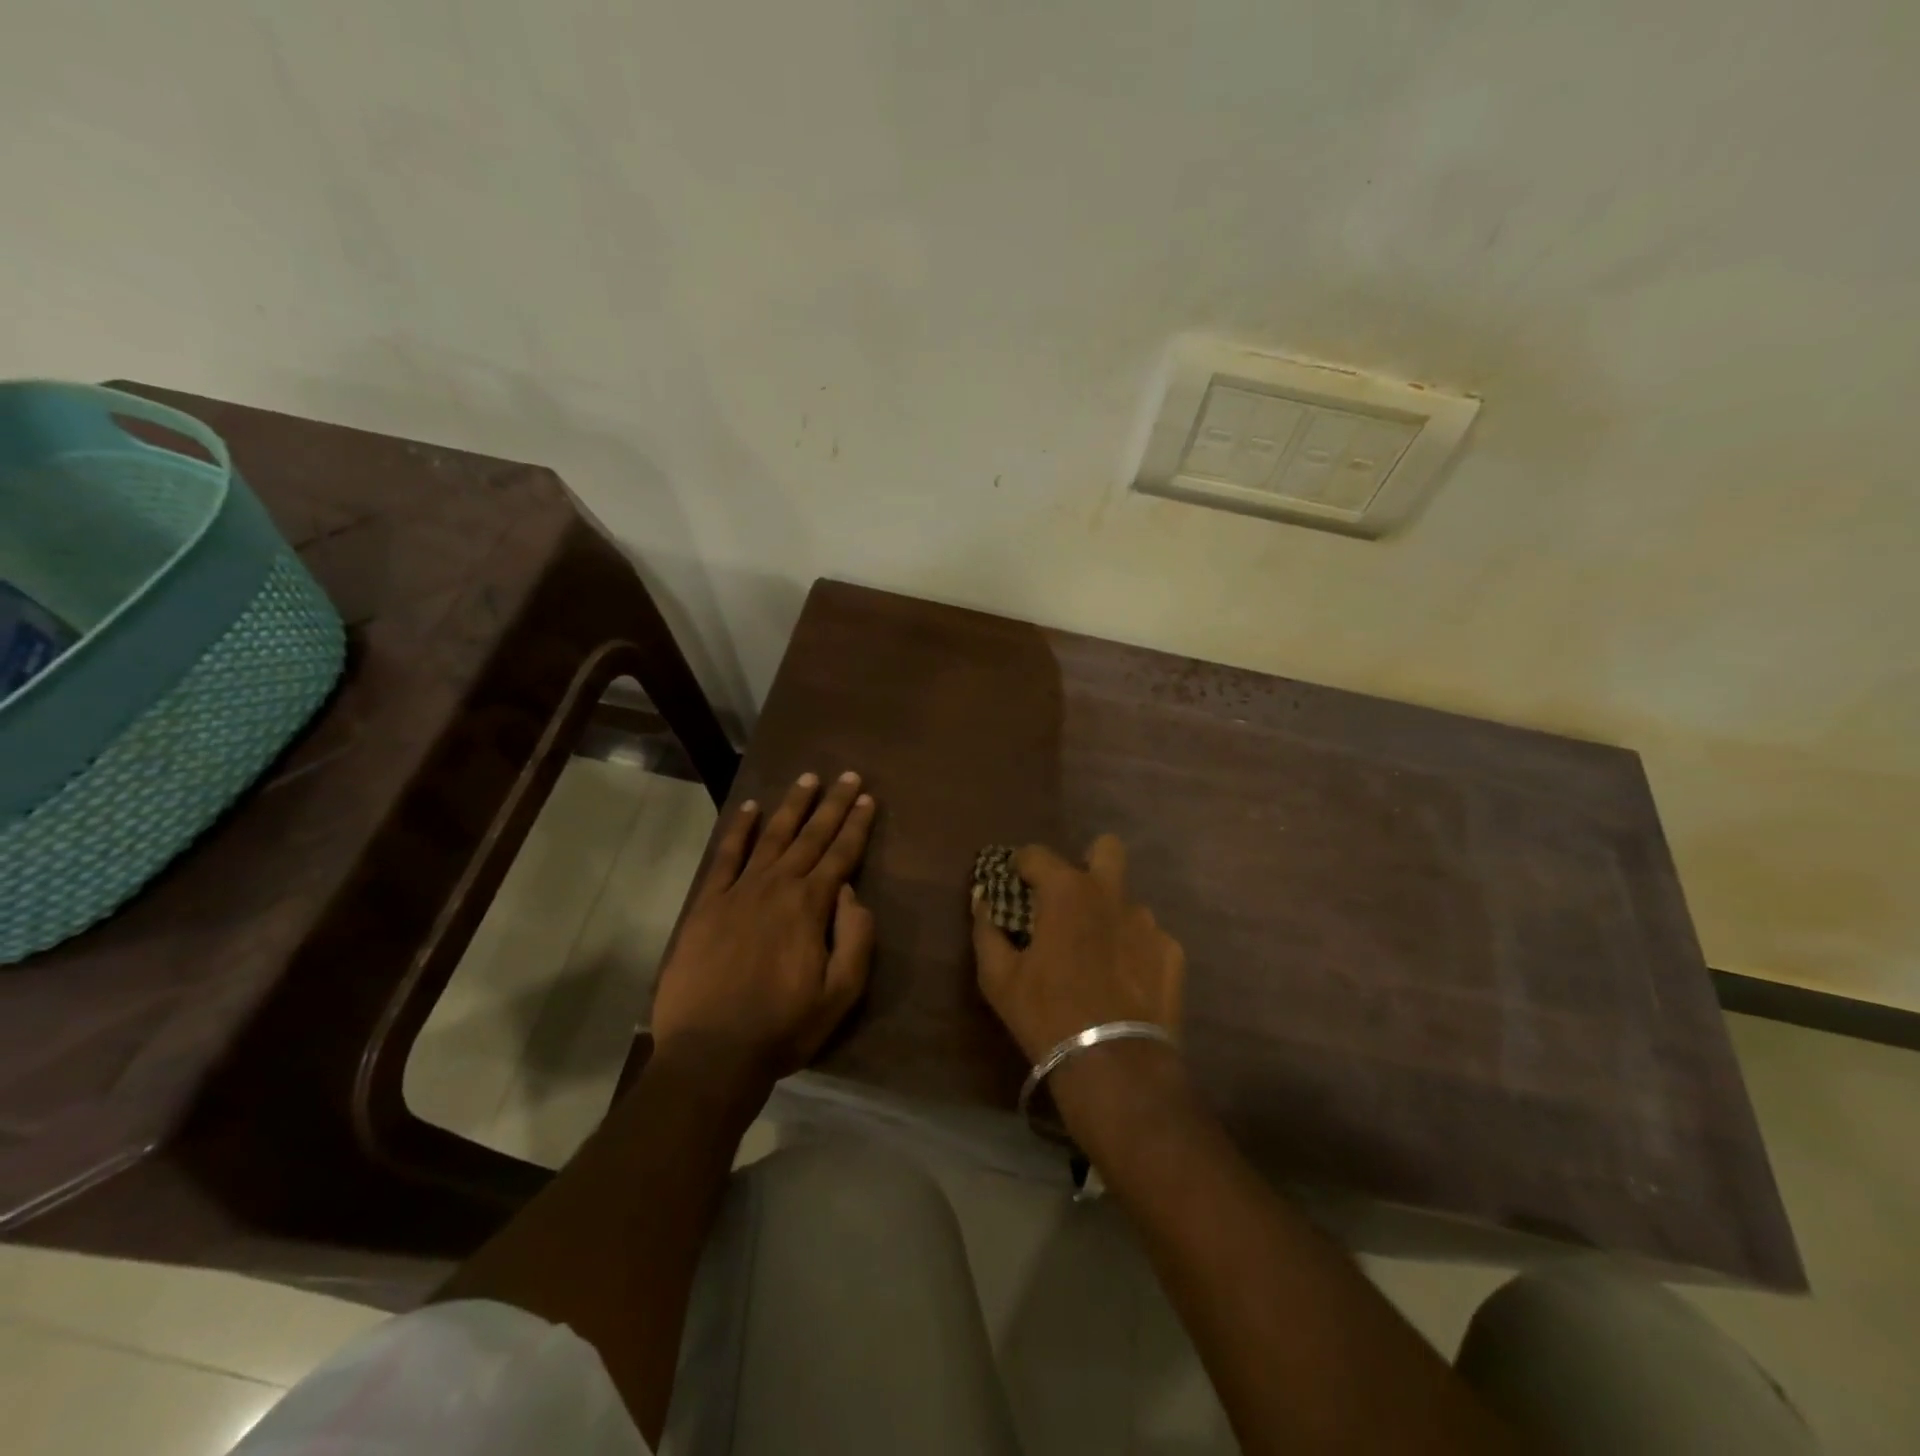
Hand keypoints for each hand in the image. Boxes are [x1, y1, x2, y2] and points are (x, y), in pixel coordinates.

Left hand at [650, 771, 877, 1085]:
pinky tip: (750, 809)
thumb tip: (850, 892)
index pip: (841, 854)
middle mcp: (777, 886)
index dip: (857, 825)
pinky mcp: (706, 905)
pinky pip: (725, 857)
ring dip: (791, 806)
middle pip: (810, 836)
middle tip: (847, 775)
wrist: (711, 1053)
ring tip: (807, 779)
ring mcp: (738, 892)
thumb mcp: (841, 993)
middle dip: (832, 804)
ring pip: (771, 837)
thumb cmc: (783, 1026)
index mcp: (811, 906)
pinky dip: (739, 831)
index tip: (867, 798)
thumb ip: (855, 937)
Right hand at [971, 835, 1184, 1065]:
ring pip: (1126, 900)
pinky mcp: (1171, 952)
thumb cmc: (1046, 1014)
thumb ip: (986, 930)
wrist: (1115, 1064)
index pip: (1037, 854)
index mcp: (1066, 891)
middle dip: (1088, 861)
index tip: (1014, 882)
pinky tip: (1124, 981)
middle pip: (1107, 849)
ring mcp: (1147, 922)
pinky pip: (1148, 937)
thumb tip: (982, 899)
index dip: (1021, 864)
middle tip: (1070, 897)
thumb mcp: (999, 978)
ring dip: (1109, 915)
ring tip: (1097, 954)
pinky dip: (1133, 950)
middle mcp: (1111, 893)